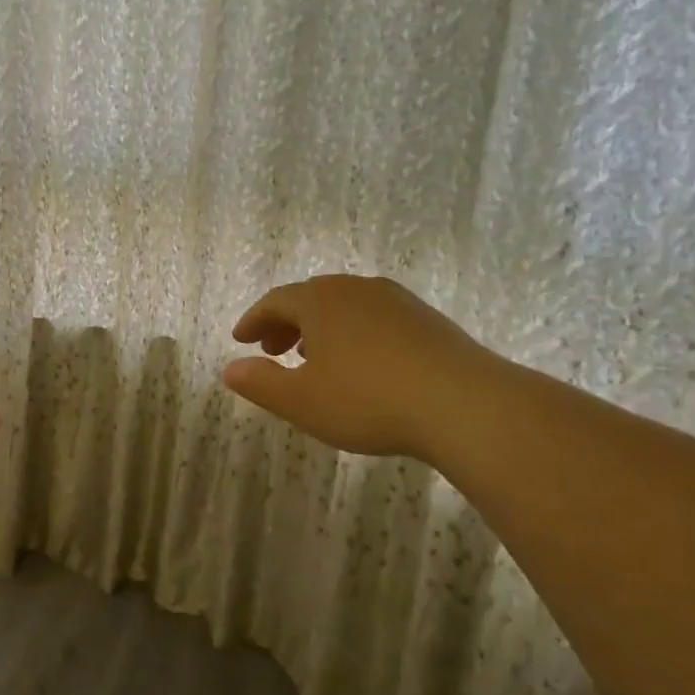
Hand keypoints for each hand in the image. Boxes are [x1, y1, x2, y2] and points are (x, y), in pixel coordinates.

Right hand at [222, 274, 499, 461]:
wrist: (463, 404)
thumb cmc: (368, 400)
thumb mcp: (302, 401)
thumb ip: (261, 383)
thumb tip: (230, 369)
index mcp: (320, 300)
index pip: (275, 301)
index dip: (253, 320)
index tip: (241, 340)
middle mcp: (356, 289)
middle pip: (310, 298)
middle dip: (285, 323)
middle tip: (273, 351)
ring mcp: (396, 301)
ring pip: (345, 306)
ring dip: (320, 328)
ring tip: (314, 358)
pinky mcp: (426, 319)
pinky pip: (374, 318)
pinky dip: (353, 334)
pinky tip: (361, 364)